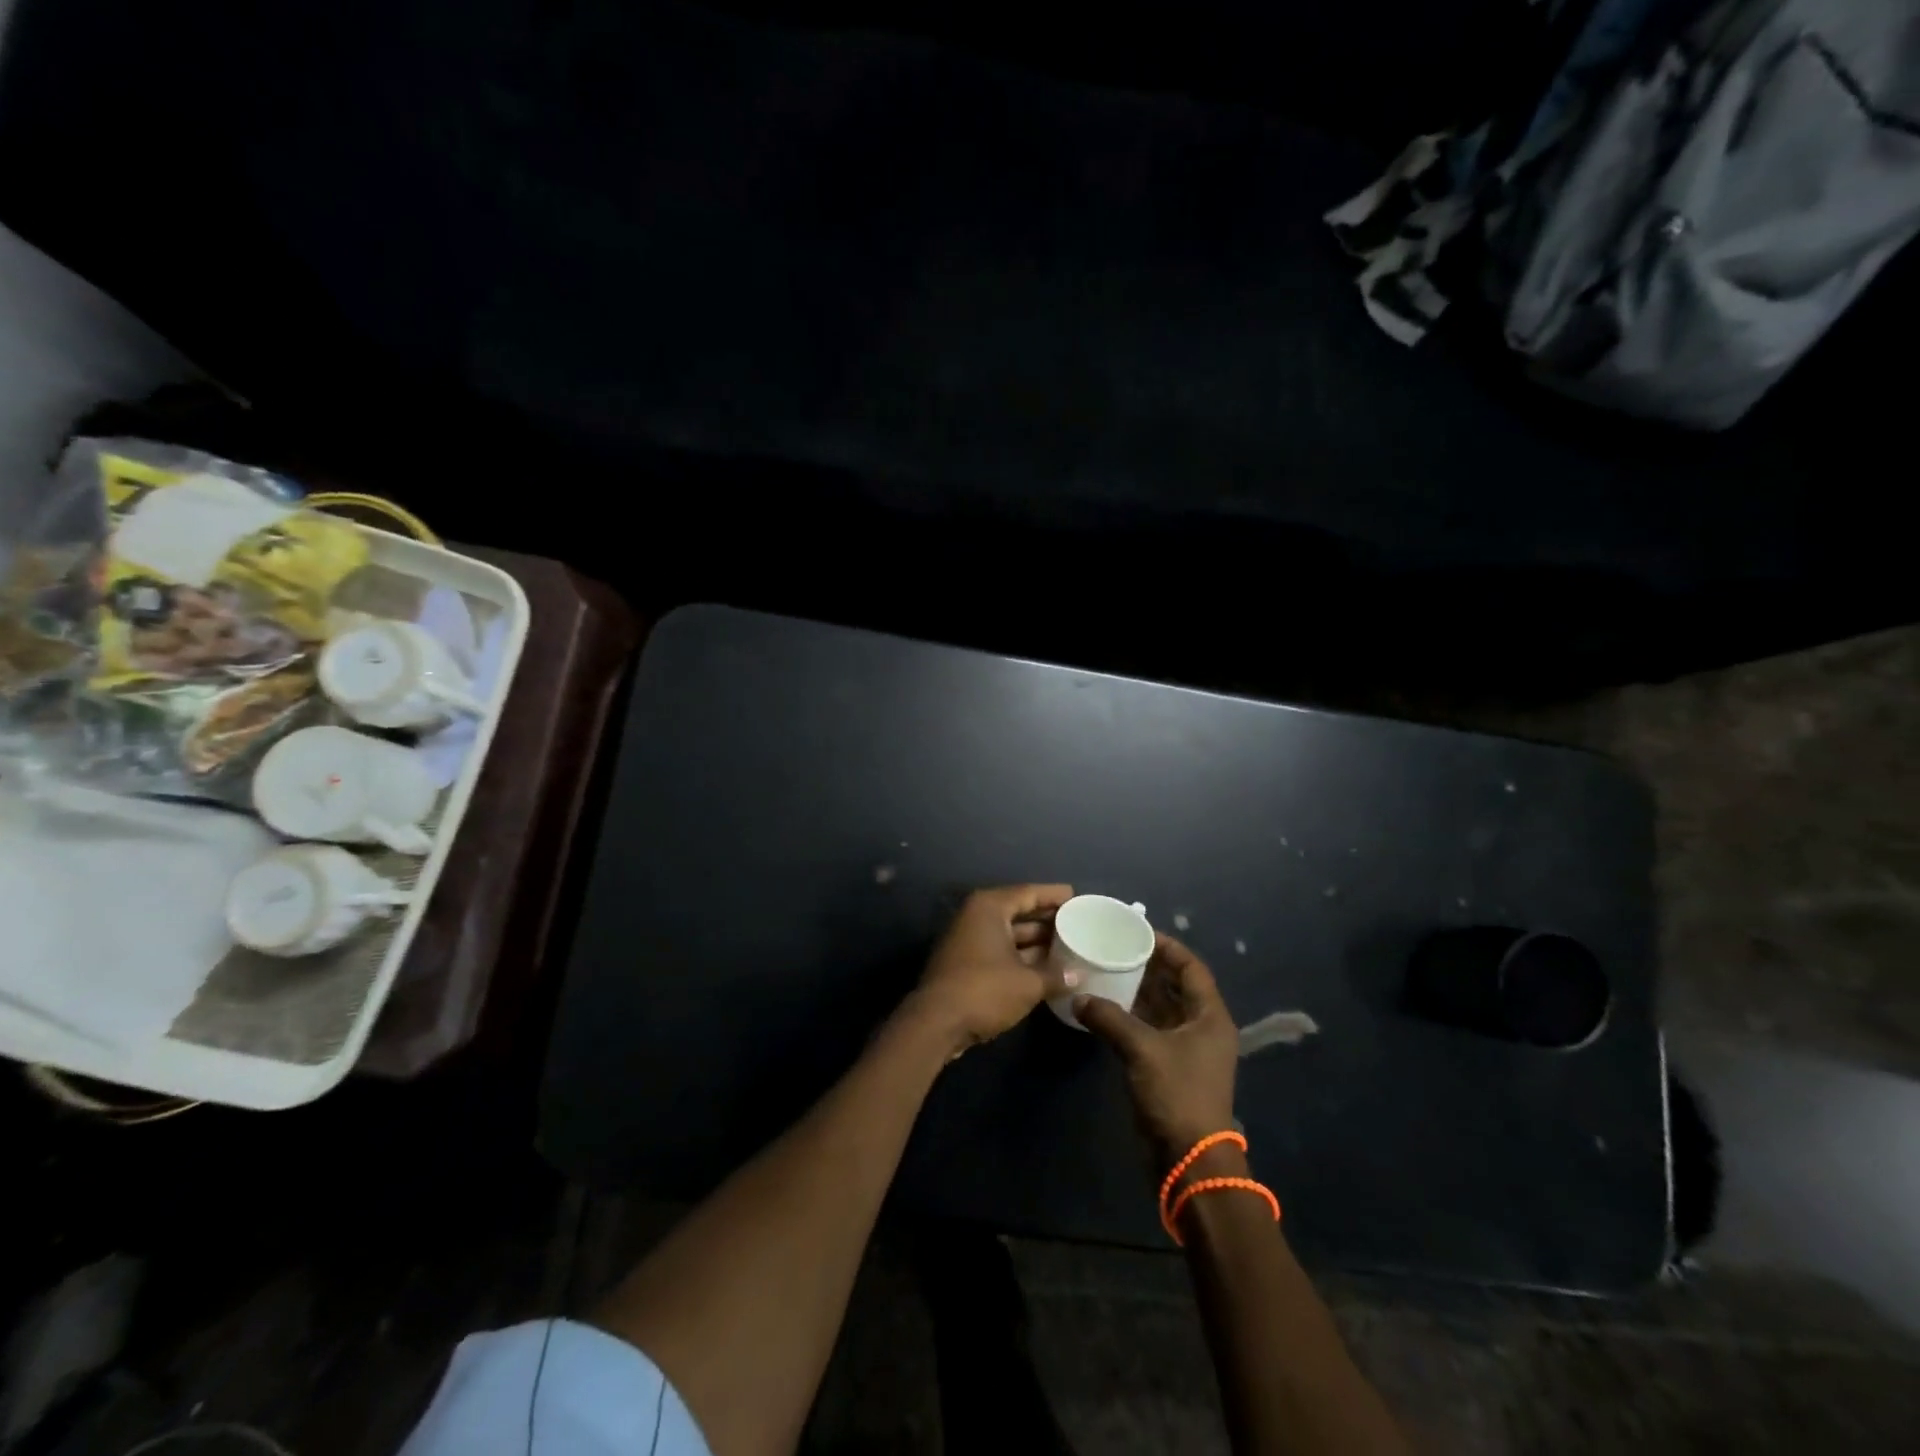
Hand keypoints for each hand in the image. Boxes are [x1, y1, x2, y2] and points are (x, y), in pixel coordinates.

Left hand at [904, 884, 1076, 1056]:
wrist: (936, 1023)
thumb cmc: (984, 990)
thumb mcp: (1028, 984)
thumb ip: (1056, 976)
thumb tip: (1078, 976)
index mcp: (990, 908)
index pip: (1028, 893)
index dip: (1054, 895)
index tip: (1077, 896)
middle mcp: (977, 917)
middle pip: (1019, 912)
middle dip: (1047, 921)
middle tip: (1078, 924)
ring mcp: (969, 940)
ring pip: (1010, 935)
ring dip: (1036, 943)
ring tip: (1069, 948)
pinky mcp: (966, 963)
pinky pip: (1001, 951)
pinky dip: (1022, 958)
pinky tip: (1046, 969)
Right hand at [1075, 935, 1238, 1165]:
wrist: (1190, 1159)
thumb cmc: (1177, 1094)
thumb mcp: (1142, 1049)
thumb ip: (1109, 1018)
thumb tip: (1079, 998)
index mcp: (1210, 1016)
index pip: (1191, 967)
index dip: (1168, 946)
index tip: (1138, 931)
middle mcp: (1202, 1027)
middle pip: (1177, 986)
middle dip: (1149, 967)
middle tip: (1116, 948)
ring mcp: (1188, 1050)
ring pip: (1163, 1009)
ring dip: (1138, 992)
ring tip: (1107, 971)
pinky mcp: (1172, 1068)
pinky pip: (1152, 1030)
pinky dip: (1132, 1017)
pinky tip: (1106, 1008)